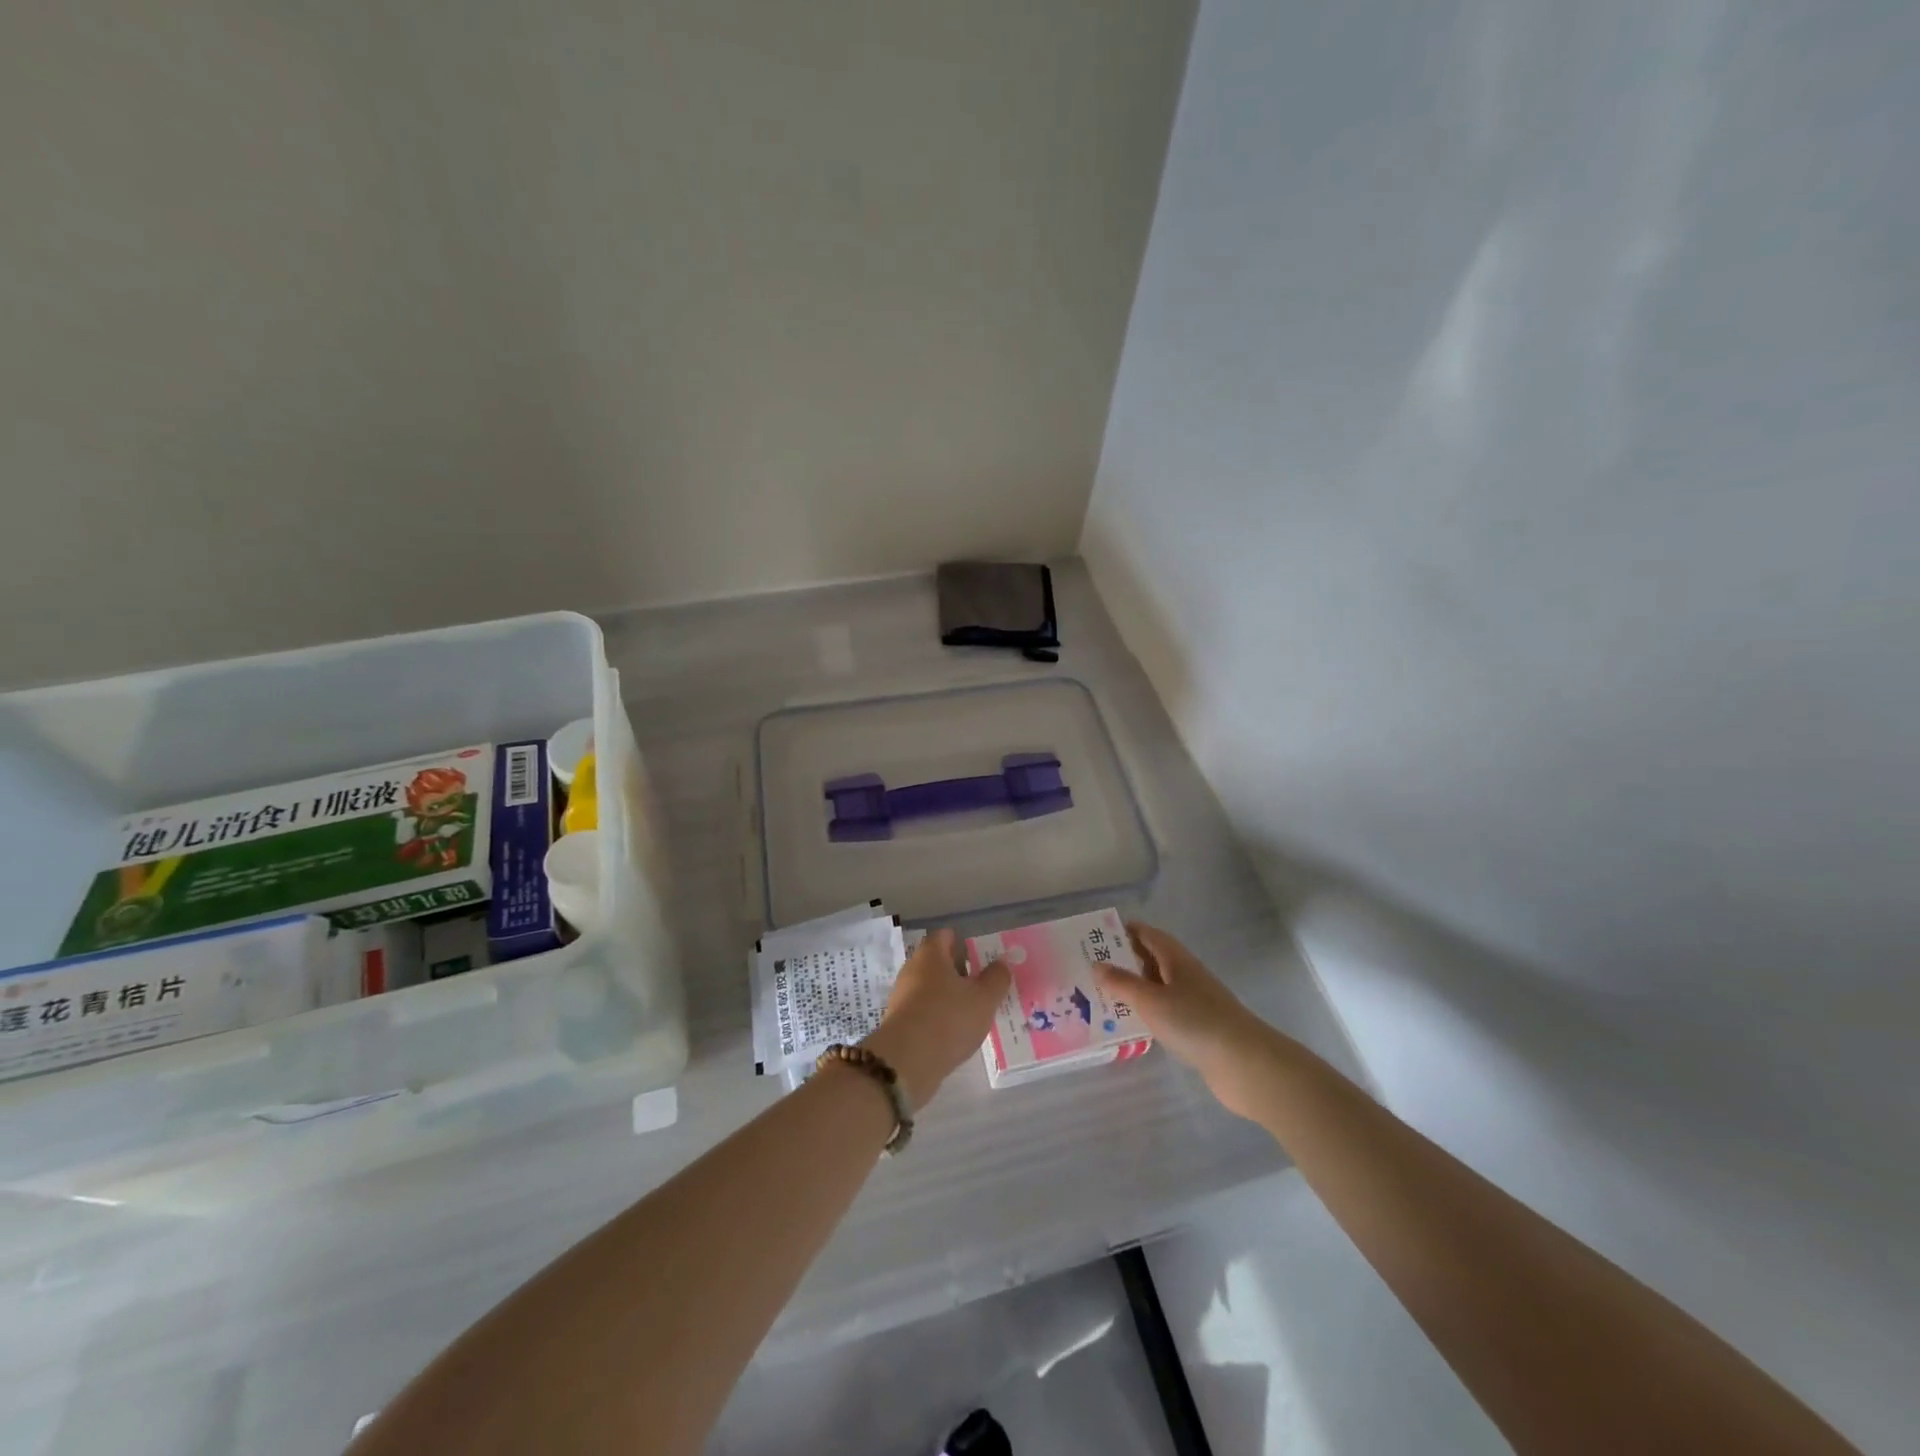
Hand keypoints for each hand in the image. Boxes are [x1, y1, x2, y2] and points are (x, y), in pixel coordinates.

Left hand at [862, 930, 1010, 1108]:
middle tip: (983, 986)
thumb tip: (1001, 963)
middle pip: (937, 962)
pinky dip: (939, 1017)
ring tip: (973, 1012)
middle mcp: (912, 970)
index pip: (945, 935)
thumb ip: (997, 978)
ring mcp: (902, 997)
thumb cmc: (948, 1019)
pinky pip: (924, 1011)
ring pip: (931, 988)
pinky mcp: (900, 1023)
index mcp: (930, 955)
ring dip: (949, 997)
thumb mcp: (984, 998)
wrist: (907, 1062)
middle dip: (959, 972)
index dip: (963, 942)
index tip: (981, 956)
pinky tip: (955, 1033)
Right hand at [1095, 922, 1278, 1119]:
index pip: (1150, 935)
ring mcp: (1195, 1003)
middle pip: (1153, 960)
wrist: (1245, 1064)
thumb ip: (1122, 983)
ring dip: (1135, 989)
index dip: (1127, 931)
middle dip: (1126, 960)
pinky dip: (1147, 1013)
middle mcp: (1187, 976)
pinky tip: (1132, 1025)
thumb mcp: (1151, 1000)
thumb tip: (1097, 964)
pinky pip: (1166, 1012)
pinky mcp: (1198, 1029)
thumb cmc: (1195, 1022)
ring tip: (1103, 996)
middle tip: (1093, 966)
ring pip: (1158, 988)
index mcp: (1177, 960)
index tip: (1100, 935)